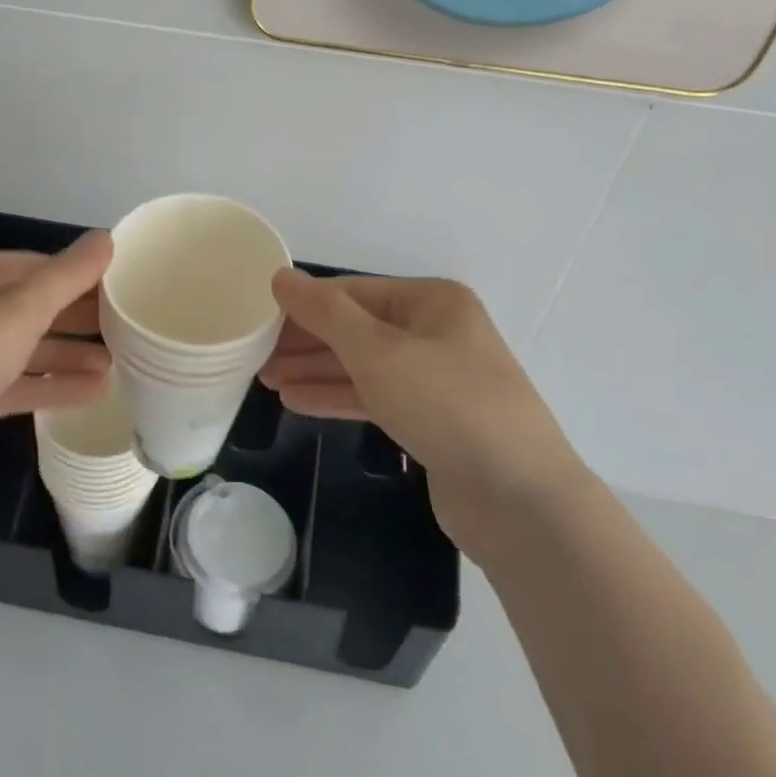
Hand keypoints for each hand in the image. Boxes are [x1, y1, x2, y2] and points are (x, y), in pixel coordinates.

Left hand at [0, 233, 113, 518]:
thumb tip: (107, 237)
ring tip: (117, 364)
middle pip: (31, 306)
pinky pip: (14, 383)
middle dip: (78, 318)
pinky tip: (92, 392)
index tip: (126, 290)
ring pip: (24, 347)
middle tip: (129, 329)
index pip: (36, 265)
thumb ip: (66, 276)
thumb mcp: (17, 312)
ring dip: (68, 354)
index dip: (81, 276)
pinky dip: (49, 385)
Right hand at [259, 270, 583, 555]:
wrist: (518, 499)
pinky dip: (338, 398)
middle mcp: (436, 333)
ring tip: (267, 380)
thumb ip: (325, 313)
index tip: (259, 318)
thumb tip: (281, 277)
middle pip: (357, 329)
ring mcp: (436, 379)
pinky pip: (375, 398)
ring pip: (363, 366)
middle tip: (256, 355)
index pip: (353, 293)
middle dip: (307, 342)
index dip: (305, 305)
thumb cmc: (445, 403)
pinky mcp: (432, 421)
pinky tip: (297, 403)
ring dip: (316, 371)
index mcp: (432, 302)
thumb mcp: (378, 350)